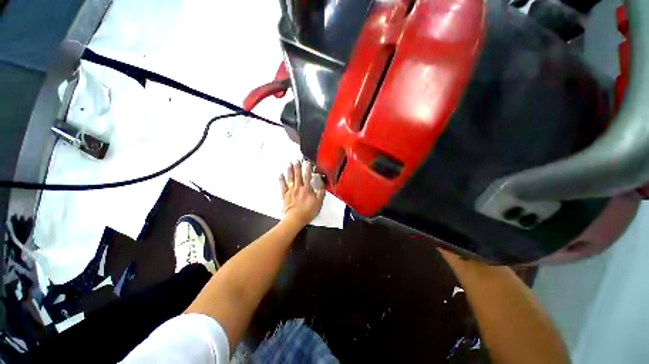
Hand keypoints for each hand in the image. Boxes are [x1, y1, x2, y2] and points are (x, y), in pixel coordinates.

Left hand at [279, 160, 325, 225]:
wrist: (295, 219)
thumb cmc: (307, 211)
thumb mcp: (318, 203)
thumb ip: (321, 194)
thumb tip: (322, 187)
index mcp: (307, 189)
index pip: (307, 177)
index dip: (308, 169)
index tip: (307, 163)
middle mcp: (298, 188)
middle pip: (298, 175)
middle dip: (297, 167)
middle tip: (297, 160)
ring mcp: (291, 191)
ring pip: (290, 178)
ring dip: (290, 171)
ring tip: (289, 164)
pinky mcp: (285, 195)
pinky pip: (282, 186)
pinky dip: (281, 180)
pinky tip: (280, 175)